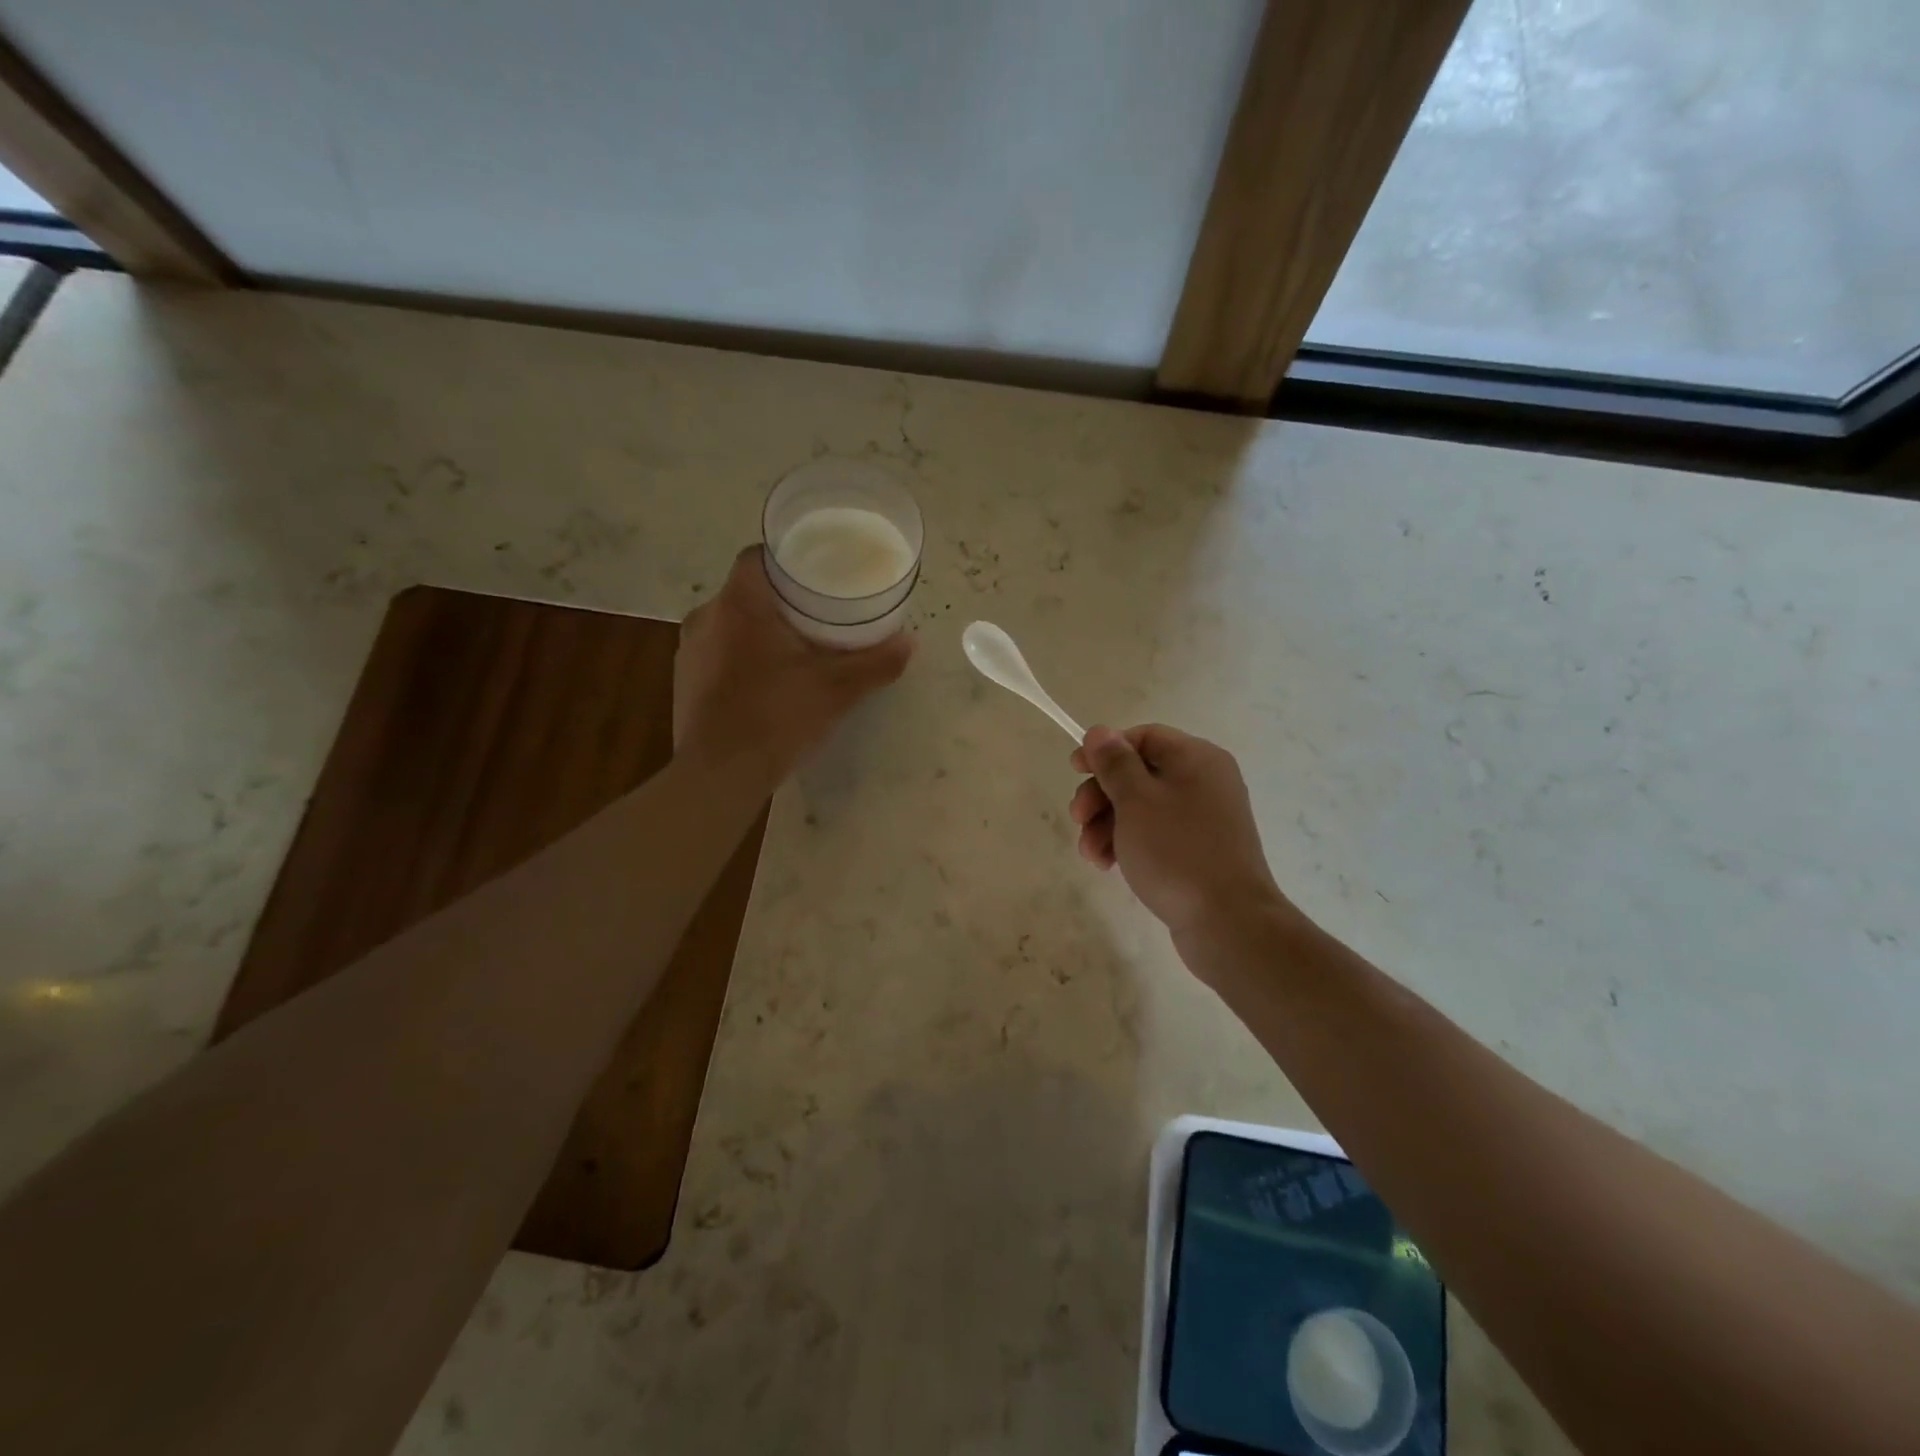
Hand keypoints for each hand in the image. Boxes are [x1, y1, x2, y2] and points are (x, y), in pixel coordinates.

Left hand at [674, 547, 912, 781]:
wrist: (719, 775)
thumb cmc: (776, 717)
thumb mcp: (836, 690)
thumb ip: (875, 663)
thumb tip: (910, 643)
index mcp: (739, 604)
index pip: (757, 556)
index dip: (788, 559)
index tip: (816, 573)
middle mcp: (706, 617)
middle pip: (747, 591)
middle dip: (781, 599)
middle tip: (818, 614)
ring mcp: (689, 651)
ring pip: (731, 623)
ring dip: (759, 630)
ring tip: (796, 648)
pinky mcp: (684, 681)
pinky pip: (718, 653)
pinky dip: (742, 656)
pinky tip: (767, 680)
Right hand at [1068, 724, 1287, 941]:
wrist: (1228, 922)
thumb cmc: (1177, 851)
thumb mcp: (1136, 801)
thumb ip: (1115, 763)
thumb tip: (1100, 731)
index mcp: (1197, 759)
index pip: (1143, 737)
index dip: (1105, 750)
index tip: (1074, 770)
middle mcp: (1205, 782)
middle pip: (1139, 773)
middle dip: (1101, 795)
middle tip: (1077, 819)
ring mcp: (1204, 819)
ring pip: (1142, 807)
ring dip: (1107, 824)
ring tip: (1090, 854)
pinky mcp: (1199, 851)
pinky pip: (1156, 834)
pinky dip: (1128, 843)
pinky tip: (1107, 864)